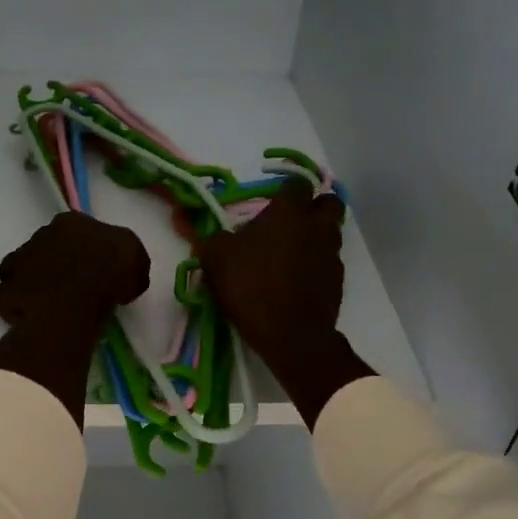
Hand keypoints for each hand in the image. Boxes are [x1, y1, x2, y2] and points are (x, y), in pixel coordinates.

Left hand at [0, 213, 149, 426]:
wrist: (77, 301)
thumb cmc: (112, 272)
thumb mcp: (137, 258)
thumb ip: (127, 259)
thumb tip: (125, 274)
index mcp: (71, 222)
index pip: (74, 229)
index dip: (84, 249)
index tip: (94, 269)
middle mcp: (40, 234)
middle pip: (44, 248)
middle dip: (54, 264)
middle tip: (72, 288)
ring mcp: (18, 262)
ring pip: (19, 269)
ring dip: (30, 282)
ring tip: (47, 304)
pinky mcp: (6, 291)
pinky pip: (6, 297)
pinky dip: (14, 306)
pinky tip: (31, 317)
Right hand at [196, 177, 373, 427]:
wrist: (290, 335)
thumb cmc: (250, 287)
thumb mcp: (215, 259)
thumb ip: (201, 233)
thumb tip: (180, 213)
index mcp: (288, 212)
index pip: (297, 183)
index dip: (285, 190)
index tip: (271, 203)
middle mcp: (316, 226)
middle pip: (328, 202)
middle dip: (313, 206)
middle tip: (290, 220)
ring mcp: (331, 253)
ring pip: (331, 231)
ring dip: (316, 234)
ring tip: (291, 251)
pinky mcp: (338, 280)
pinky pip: (330, 260)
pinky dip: (317, 263)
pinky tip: (297, 278)